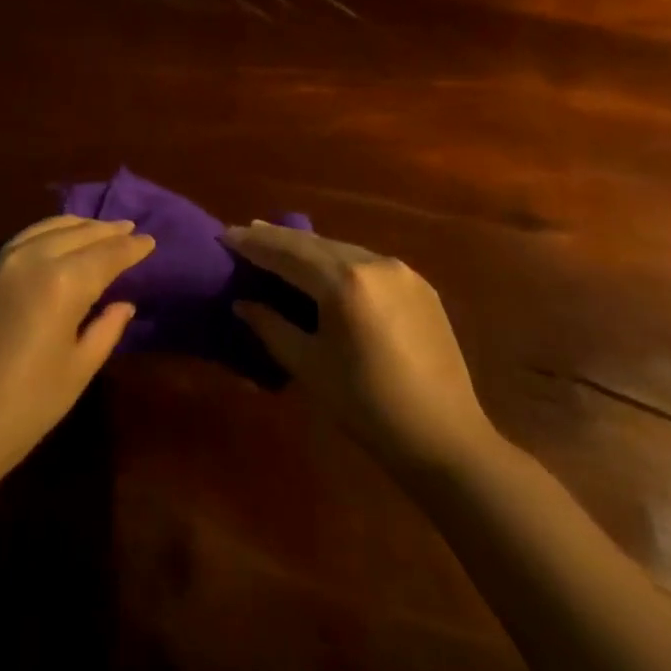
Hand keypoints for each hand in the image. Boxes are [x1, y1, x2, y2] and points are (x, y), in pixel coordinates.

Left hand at [0, 216, 153, 486]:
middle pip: (78, 232)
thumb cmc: (22, 410)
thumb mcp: (76, 371)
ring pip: (47, 228)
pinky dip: (48, 234)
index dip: (131, 248)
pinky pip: (22, 239)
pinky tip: (57, 242)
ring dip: (77, 226)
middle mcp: (32, 258)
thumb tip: (123, 303)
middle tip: (130, 229)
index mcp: (62, 281)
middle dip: (107, 230)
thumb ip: (105, 329)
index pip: (107, 254)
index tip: (150, 241)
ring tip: (98, 228)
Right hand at [226, 223, 491, 470]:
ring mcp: (401, 271)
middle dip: (278, 239)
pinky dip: (339, 261)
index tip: (225, 235)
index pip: (287, 253)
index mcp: (344, 282)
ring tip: (280, 246)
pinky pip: (367, 263)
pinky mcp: (419, 285)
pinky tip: (326, 269)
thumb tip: (243, 302)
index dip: (253, 244)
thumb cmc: (367, 407)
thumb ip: (271, 327)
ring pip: (342, 249)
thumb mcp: (309, 367)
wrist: (445, 438)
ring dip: (309, 248)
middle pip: (314, 244)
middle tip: (247, 232)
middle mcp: (373, 262)